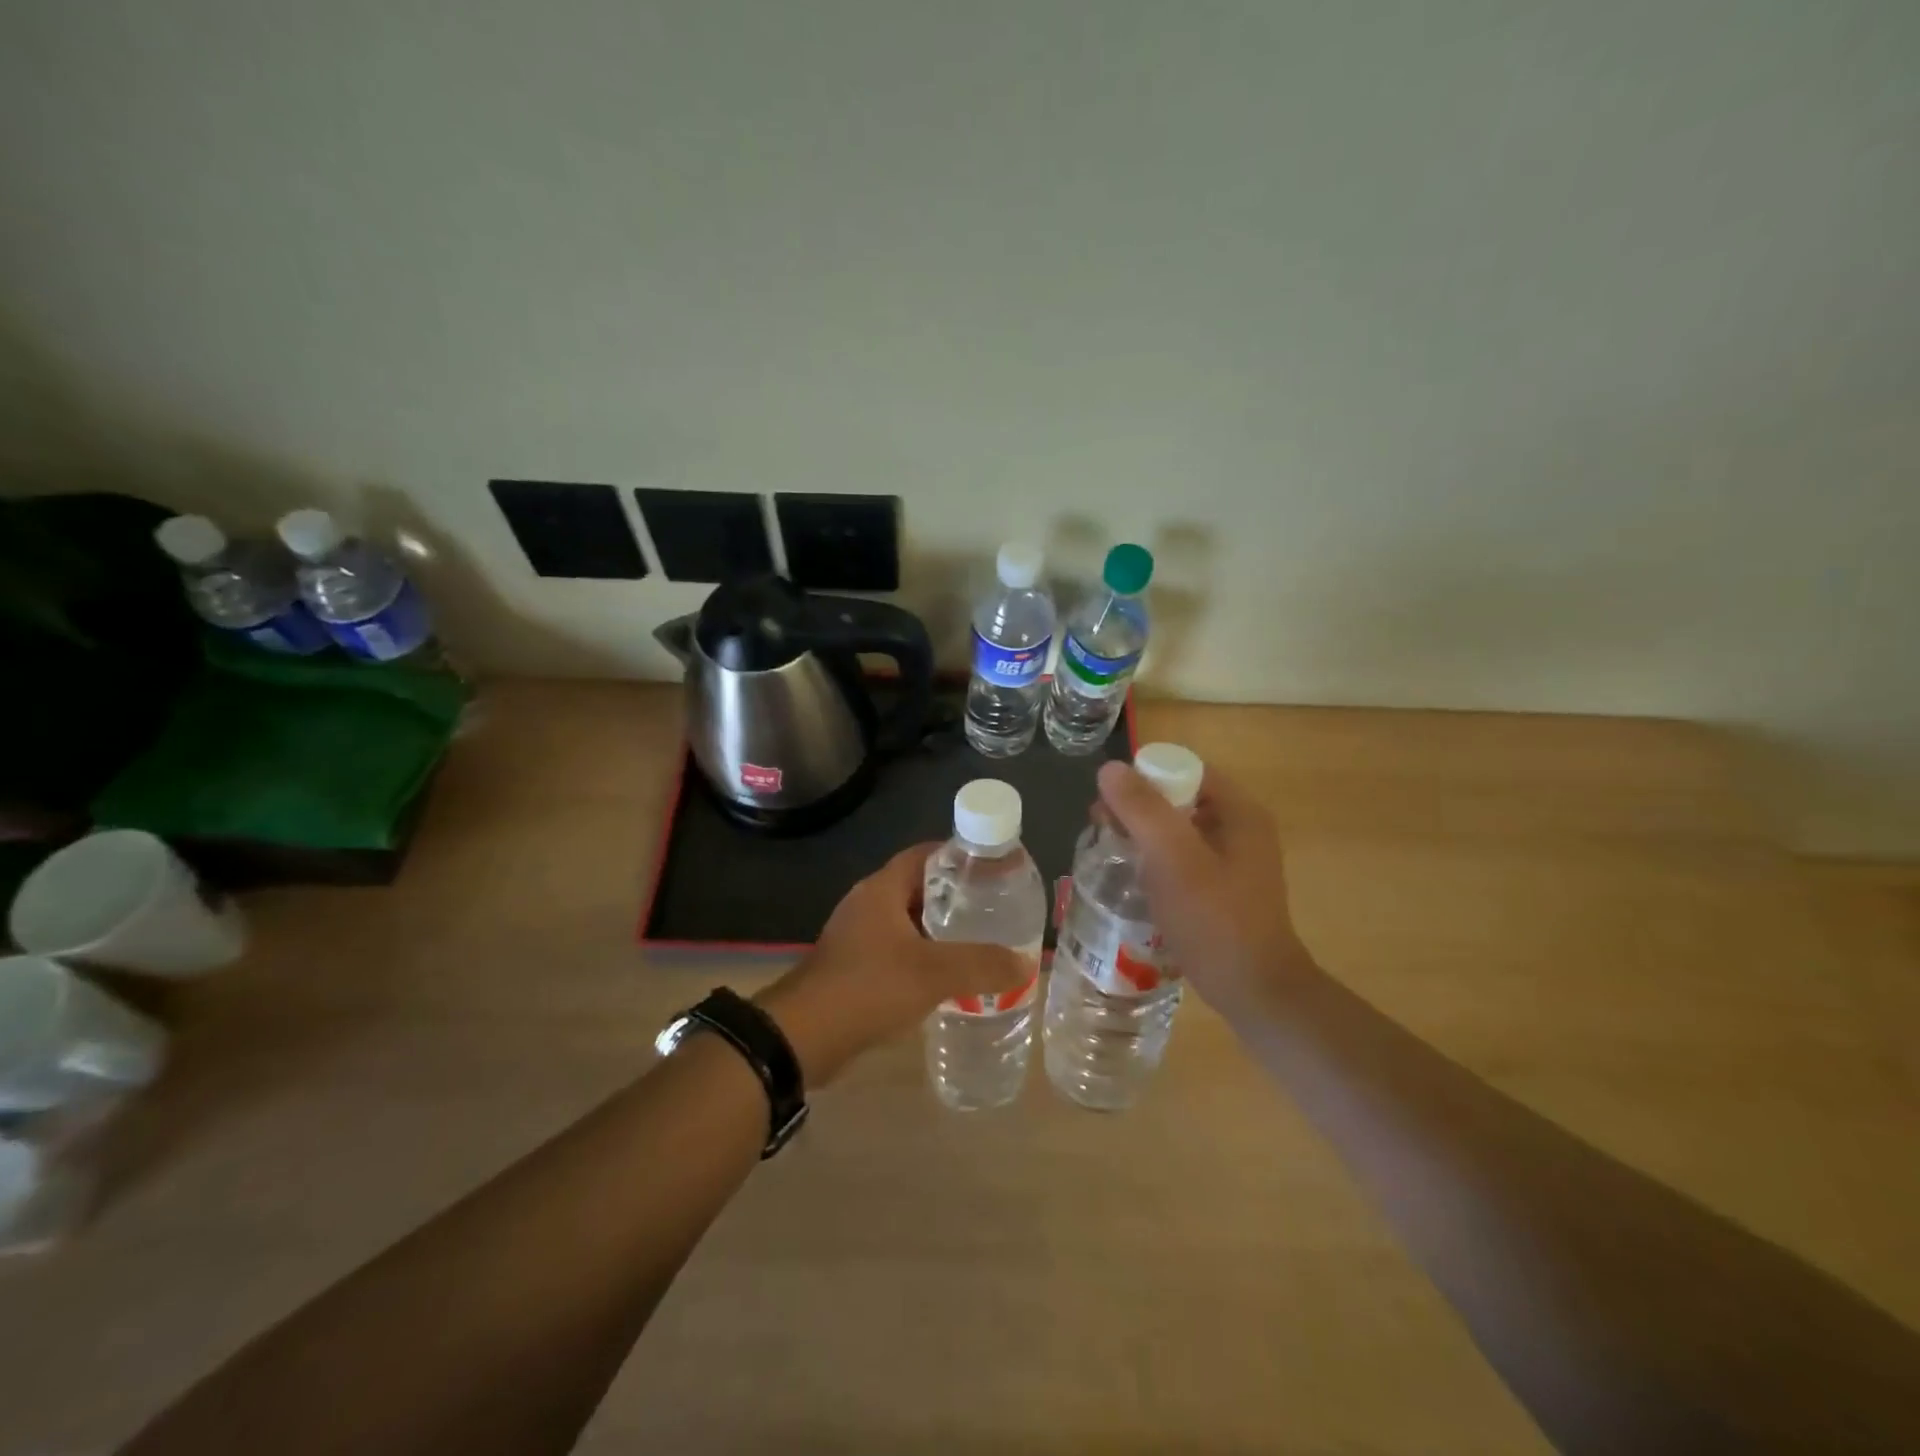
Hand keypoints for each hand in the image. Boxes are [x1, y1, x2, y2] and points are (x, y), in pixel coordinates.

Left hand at [757, 844, 1031, 1085]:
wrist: (804, 1036)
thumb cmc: (869, 987)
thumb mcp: (934, 973)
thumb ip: (982, 965)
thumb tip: (1027, 963)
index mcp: (882, 889)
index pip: (925, 854)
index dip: (959, 856)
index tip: (993, 869)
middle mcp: (868, 904)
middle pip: (919, 887)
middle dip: (956, 897)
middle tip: (994, 909)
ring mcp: (857, 936)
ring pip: (908, 922)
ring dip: (940, 931)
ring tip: (980, 943)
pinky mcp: (854, 966)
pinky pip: (896, 950)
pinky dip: (922, 957)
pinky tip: (947, 979)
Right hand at [1094, 761, 1310, 1010]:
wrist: (1255, 993)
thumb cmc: (1215, 921)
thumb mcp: (1174, 860)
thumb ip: (1142, 811)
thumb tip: (1110, 768)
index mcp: (1239, 812)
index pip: (1185, 770)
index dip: (1144, 778)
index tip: (1109, 804)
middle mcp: (1240, 828)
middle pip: (1179, 798)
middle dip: (1137, 809)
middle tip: (1101, 830)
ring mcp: (1233, 860)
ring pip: (1177, 830)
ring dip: (1142, 835)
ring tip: (1110, 855)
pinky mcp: (1222, 888)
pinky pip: (1182, 858)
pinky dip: (1155, 861)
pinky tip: (1133, 881)